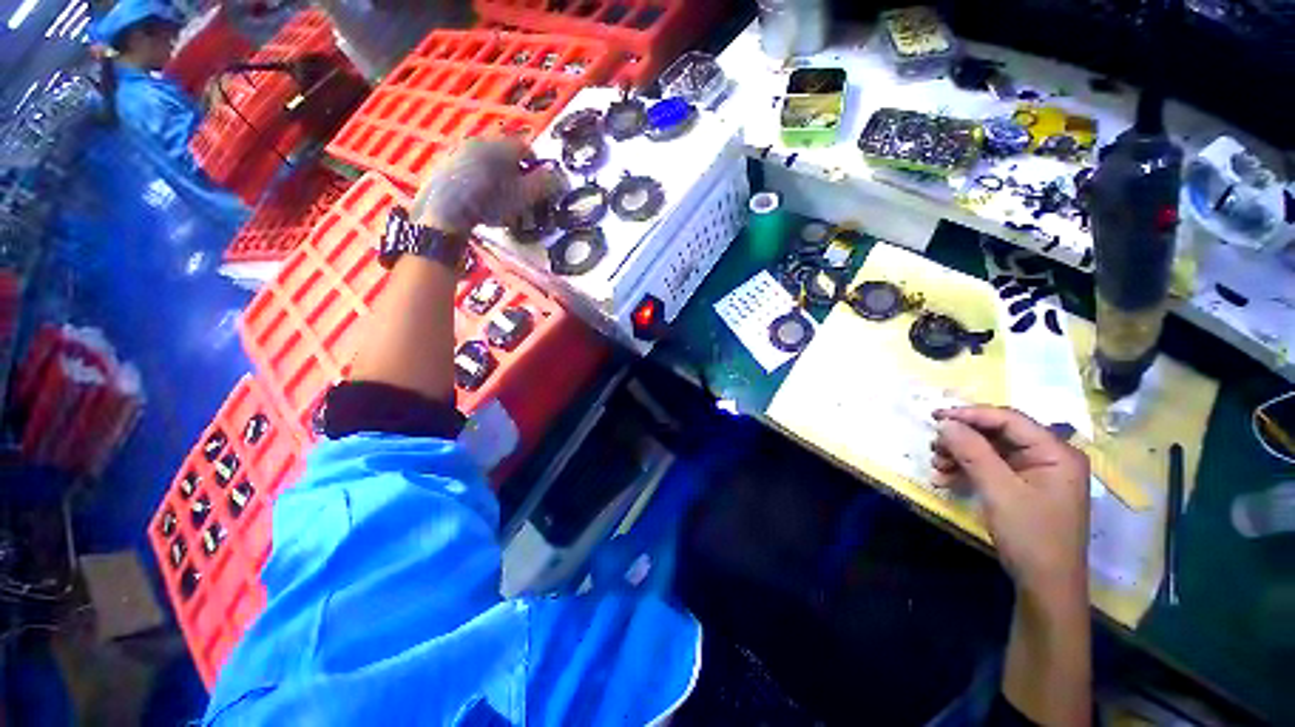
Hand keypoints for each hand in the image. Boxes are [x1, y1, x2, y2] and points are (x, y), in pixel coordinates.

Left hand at [409, 137, 563, 233]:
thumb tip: (558, 174)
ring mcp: (460, 149)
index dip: (536, 167)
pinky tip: (479, 198)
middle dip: (515, 171)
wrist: (447, 208)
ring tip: (499, 198)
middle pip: (505, 153)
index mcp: (503, 145)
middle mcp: (482, 140)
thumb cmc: (492, 201)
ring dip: (496, 174)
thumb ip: (544, 183)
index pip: (528, 148)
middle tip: (519, 193)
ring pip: (487, 159)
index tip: (538, 185)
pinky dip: (478, 178)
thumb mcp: (525, 196)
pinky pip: (469, 167)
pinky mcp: (445, 162)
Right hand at [931, 406, 1089, 605]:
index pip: (1009, 420)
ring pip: (990, 451)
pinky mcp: (1023, 488)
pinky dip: (966, 471)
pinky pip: (990, 469)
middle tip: (933, 446)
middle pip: (998, 434)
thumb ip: (972, 452)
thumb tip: (944, 423)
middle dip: (962, 439)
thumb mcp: (999, 491)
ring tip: (936, 465)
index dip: (970, 415)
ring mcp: (1036, 473)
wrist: (1045, 586)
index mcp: (1056, 453)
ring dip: (960, 455)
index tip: (935, 416)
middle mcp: (1048, 457)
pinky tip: (944, 479)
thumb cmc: (1031, 536)